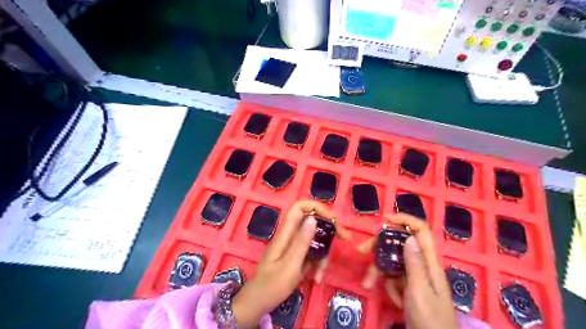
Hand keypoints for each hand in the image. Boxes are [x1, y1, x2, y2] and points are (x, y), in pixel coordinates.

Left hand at [232, 199, 351, 327]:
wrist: (257, 303)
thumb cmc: (272, 285)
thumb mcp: (290, 264)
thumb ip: (301, 241)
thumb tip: (313, 218)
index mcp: (286, 233)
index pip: (299, 207)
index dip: (316, 207)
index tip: (333, 219)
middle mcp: (290, 236)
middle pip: (312, 223)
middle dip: (329, 230)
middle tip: (345, 238)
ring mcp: (293, 247)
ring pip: (314, 241)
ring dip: (322, 255)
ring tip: (320, 274)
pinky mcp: (295, 257)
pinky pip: (311, 254)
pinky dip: (316, 264)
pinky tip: (316, 278)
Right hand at [355, 214, 459, 328]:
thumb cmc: (429, 320)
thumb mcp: (419, 291)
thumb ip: (414, 264)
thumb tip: (409, 236)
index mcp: (430, 262)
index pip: (421, 231)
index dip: (405, 220)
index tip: (384, 220)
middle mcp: (423, 265)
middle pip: (400, 245)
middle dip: (380, 247)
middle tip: (362, 251)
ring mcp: (415, 277)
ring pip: (393, 262)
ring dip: (380, 271)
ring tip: (367, 283)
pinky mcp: (409, 287)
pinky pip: (394, 278)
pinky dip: (389, 286)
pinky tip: (393, 300)